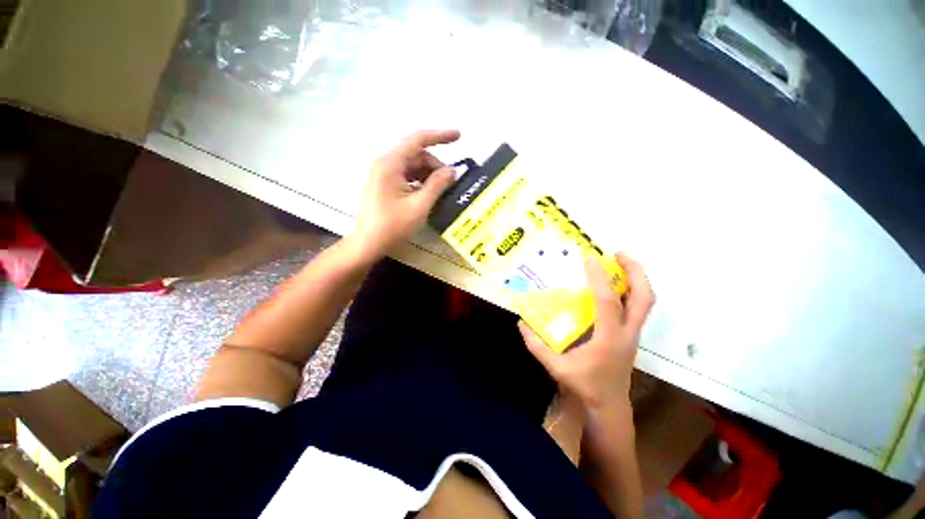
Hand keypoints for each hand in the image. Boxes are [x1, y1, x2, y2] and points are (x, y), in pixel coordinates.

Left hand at [348, 129, 459, 261]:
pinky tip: (428, 194)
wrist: (367, 244)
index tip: (459, 136)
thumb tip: (452, 170)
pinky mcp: (383, 184)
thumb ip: (437, 185)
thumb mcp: (420, 205)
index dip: (440, 136)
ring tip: (441, 191)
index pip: (418, 140)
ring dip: (428, 175)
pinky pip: (406, 176)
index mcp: (391, 163)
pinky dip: (419, 182)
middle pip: (416, 155)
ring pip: (412, 166)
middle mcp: (385, 163)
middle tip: (451, 183)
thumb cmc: (393, 225)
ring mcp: (383, 174)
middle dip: (435, 166)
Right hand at [519, 253, 654, 410]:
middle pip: (644, 298)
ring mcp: (633, 334)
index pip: (608, 303)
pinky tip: (614, 285)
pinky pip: (637, 307)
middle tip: (619, 254)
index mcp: (609, 339)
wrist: (609, 406)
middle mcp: (627, 333)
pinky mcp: (631, 335)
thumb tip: (521, 323)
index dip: (600, 279)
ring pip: (645, 302)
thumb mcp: (556, 367)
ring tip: (620, 262)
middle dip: (635, 272)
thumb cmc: (585, 386)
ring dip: (636, 279)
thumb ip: (536, 345)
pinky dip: (631, 290)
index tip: (590, 259)